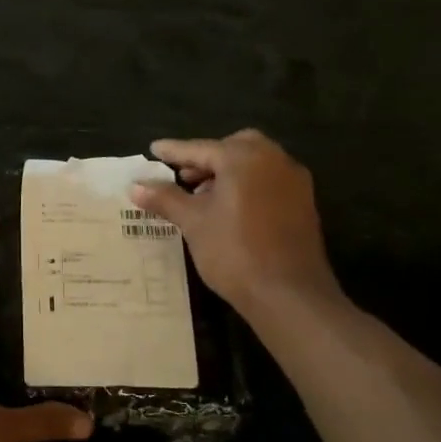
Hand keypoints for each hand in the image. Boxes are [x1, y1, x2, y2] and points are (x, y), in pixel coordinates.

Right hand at [131, 130, 342, 316]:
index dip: (174, 151)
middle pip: (234, 148)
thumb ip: (165, 198)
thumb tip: (136, 186)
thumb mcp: (193, 222)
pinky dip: (246, 185)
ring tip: (202, 195)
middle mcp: (273, 160)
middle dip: (206, 158)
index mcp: (244, 158)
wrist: (289, 293)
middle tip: (183, 175)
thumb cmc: (234, 251)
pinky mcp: (304, 203)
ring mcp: (293, 181)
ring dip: (227, 172)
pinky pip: (268, 181)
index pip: (201, 148)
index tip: (154, 149)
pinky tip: (229, 210)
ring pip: (254, 164)